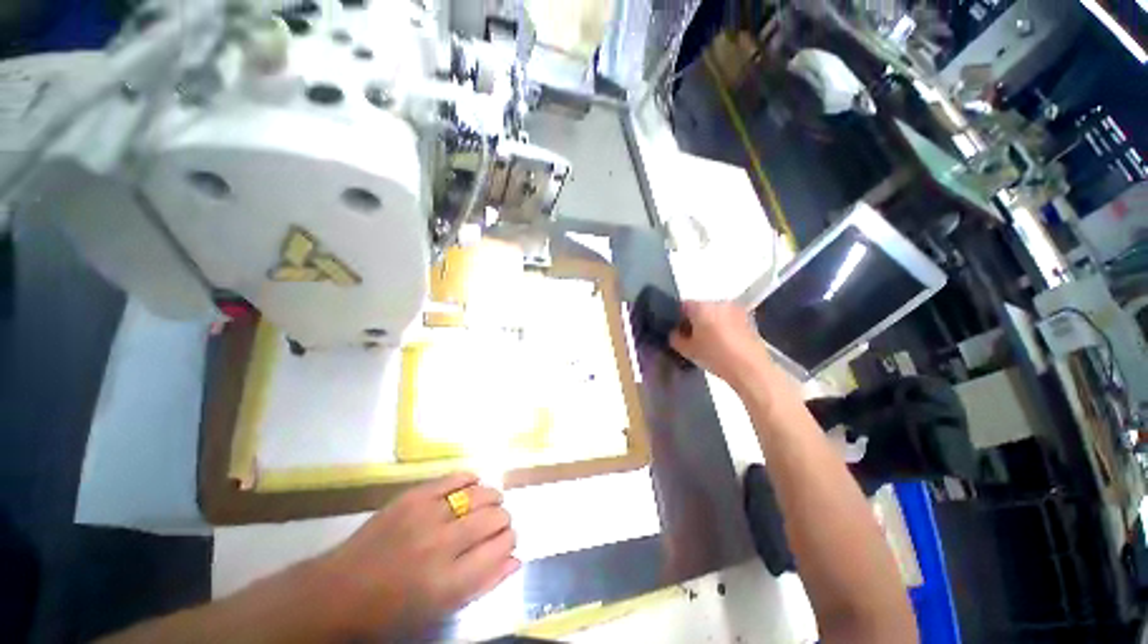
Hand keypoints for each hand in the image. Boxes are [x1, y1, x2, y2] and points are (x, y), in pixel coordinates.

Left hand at [313, 472, 518, 637]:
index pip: (501, 548)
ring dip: (492, 498)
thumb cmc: (392, 611)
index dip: (510, 541)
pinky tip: (473, 483)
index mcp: (449, 583)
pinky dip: (470, 478)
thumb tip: (516, 558)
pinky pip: (455, 477)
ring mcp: (427, 515)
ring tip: (489, 503)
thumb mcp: (440, 610)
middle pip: (494, 518)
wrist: (339, 591)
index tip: (507, 540)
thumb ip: (483, 584)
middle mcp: (442, 545)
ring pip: (480, 494)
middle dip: (503, 519)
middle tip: (497, 523)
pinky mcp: (414, 496)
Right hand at [670, 300, 774, 389]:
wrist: (750, 369)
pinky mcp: (749, 319)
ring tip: (708, 342)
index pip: (682, 306)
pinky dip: (724, 327)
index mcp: (701, 306)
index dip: (677, 319)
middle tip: (691, 338)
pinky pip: (728, 319)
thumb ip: (675, 338)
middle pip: (700, 308)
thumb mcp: (686, 350)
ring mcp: (736, 309)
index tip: (677, 332)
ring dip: (710, 323)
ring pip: (715, 313)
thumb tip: (675, 333)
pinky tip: (723, 344)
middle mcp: (719, 302)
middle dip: (694, 320)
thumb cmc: (715, 356)